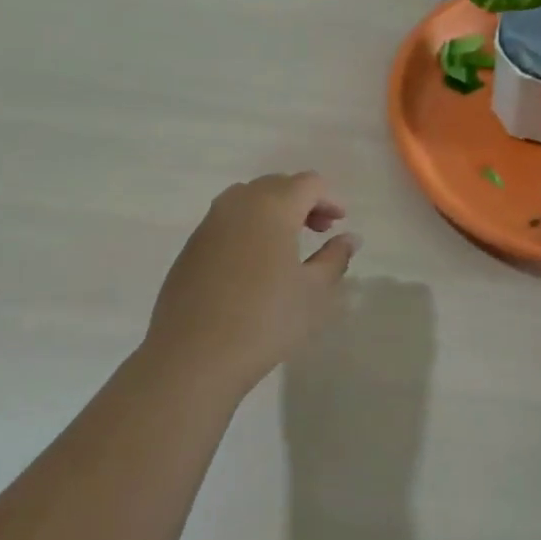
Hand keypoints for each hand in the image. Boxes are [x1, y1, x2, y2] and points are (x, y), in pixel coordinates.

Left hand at [142, 172, 359, 392]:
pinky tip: (254, 264)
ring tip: (287, 245)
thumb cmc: (265, 320)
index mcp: (272, 206)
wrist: (193, 356)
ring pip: (248, 199)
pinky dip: (248, 227)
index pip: (308, 183)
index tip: (340, 223)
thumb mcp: (314, 292)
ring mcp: (209, 223)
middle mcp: (238, 203)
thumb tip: (349, 238)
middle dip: (302, 201)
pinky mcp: (191, 246)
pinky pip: (226, 221)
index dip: (330, 198)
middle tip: (319, 231)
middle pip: (277, 185)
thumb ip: (335, 258)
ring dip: (273, 211)